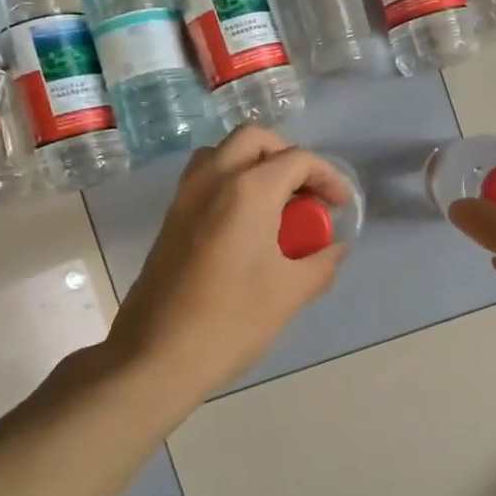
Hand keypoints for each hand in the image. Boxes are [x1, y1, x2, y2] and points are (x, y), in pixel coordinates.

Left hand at [105, 124, 351, 398]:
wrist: (155, 356)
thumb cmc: (230, 322)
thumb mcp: (290, 293)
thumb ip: (322, 262)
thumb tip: (336, 247)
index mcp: (247, 191)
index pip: (297, 159)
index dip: (327, 177)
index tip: (340, 206)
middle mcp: (213, 180)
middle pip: (255, 139)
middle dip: (288, 156)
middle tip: (306, 194)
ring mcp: (185, 196)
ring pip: (223, 152)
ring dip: (254, 163)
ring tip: (276, 202)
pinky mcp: (170, 218)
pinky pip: (204, 177)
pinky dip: (230, 180)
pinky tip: (245, 223)